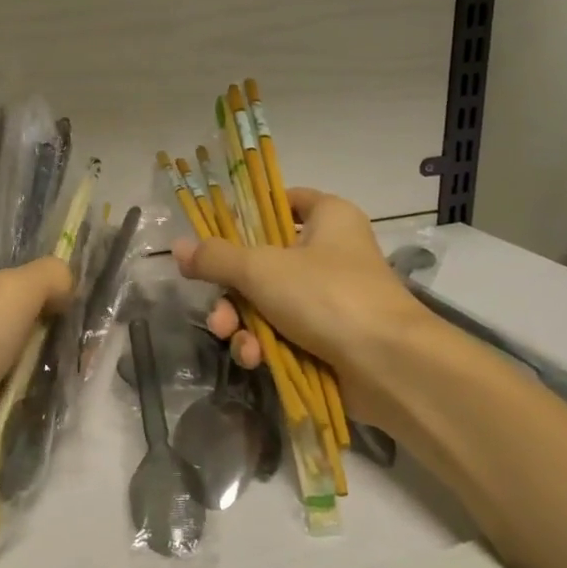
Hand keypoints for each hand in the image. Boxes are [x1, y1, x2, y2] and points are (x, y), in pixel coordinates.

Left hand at [0, 256, 73, 509]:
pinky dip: (39, 395)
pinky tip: (68, 390)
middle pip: (8, 315)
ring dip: (46, 360)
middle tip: (82, 326)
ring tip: (83, 359)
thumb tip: (67, 286)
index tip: (66, 284)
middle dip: (45, 320)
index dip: (26, 272)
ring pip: (16, 358)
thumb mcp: (11, 290)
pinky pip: (16, 396)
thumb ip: (47, 275)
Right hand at [173, 187, 422, 381]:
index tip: (217, 236)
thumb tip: (177, 248)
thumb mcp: (261, 269)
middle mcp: (331, 253)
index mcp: (328, 218)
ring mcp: (331, 299)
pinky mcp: (330, 338)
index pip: (284, 201)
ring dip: (243, 323)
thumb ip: (216, 258)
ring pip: (269, 303)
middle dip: (233, 292)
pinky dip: (266, 345)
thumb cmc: (327, 295)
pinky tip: (255, 359)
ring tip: (233, 338)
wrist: (388, 366)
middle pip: (265, 261)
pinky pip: (286, 333)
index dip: (250, 214)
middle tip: (217, 311)